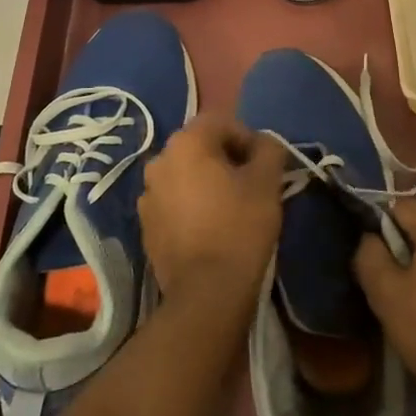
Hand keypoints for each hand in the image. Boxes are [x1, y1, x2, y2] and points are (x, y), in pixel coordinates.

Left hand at [139, 114, 283, 306]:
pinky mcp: (146, 226)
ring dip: (206, 182)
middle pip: (200, 147)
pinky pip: (173, 202)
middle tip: (251, 185)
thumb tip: (265, 143)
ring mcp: (147, 195)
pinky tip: (210, 229)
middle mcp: (159, 161)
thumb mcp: (267, 182)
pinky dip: (191, 206)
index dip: (248, 139)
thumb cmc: (240, 227)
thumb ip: (269, 149)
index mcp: (186, 143)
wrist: (207, 292)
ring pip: (185, 175)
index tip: (264, 167)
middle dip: (226, 159)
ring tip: (230, 208)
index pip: (222, 122)